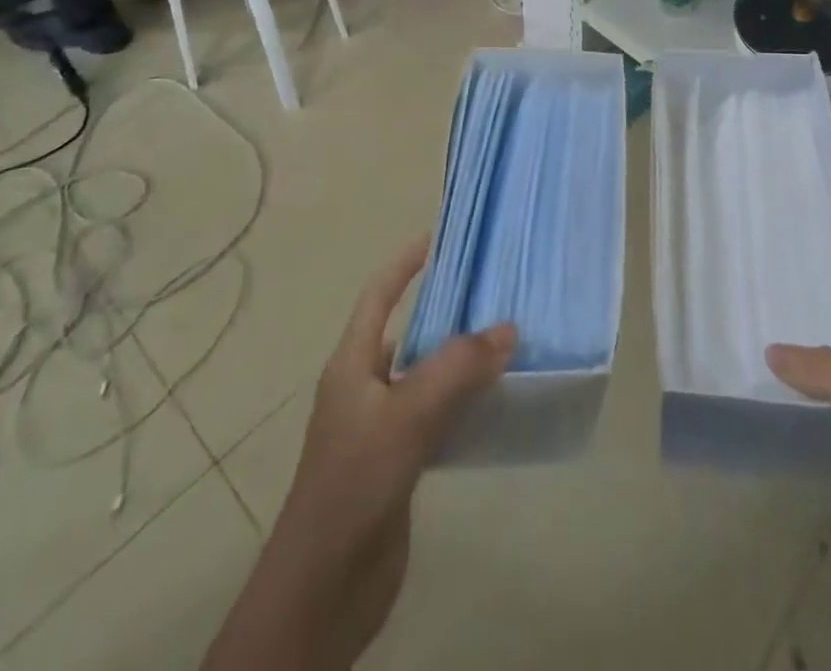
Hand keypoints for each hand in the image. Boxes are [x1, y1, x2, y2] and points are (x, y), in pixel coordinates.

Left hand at [203, 237, 514, 670]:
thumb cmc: (353, 485)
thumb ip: (456, 369)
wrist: (321, 591)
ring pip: (428, 374)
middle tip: (496, 290)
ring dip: (461, 358)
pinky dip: (465, 400)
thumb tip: (507, 327)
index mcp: (352, 364)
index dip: (405, 263)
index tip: (440, 237)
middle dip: (448, 309)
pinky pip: (438, 414)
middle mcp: (365, 386)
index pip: (378, 296)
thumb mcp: (405, 418)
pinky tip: (498, 400)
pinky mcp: (400, 462)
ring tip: (509, 338)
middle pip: (409, 331)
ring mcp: (382, 426)